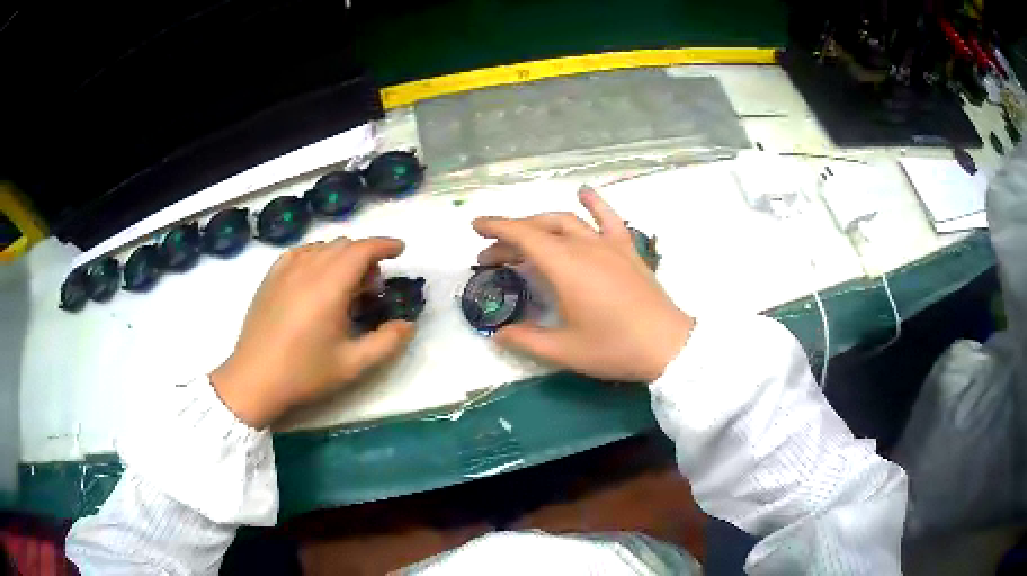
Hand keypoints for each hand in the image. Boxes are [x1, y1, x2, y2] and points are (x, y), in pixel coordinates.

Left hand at [210, 237, 414, 427]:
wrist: (255, 379)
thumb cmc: (304, 373)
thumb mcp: (353, 365)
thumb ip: (387, 342)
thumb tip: (408, 324)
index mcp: (329, 286)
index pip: (362, 249)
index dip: (384, 245)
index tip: (400, 250)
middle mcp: (307, 268)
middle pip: (344, 245)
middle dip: (365, 257)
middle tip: (371, 289)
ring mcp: (285, 270)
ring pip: (322, 246)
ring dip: (342, 257)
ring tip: (344, 287)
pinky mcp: (270, 276)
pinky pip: (300, 252)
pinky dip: (317, 256)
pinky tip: (316, 278)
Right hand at [473, 186, 693, 382]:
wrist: (668, 346)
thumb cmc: (614, 348)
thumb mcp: (564, 351)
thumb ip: (526, 339)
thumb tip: (498, 333)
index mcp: (566, 267)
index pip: (523, 236)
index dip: (496, 227)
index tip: (476, 227)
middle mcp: (585, 246)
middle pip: (541, 228)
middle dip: (512, 235)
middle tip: (492, 256)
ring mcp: (609, 245)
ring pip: (568, 220)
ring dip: (540, 223)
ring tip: (524, 235)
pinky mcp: (628, 249)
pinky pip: (609, 218)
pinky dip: (594, 203)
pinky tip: (583, 192)